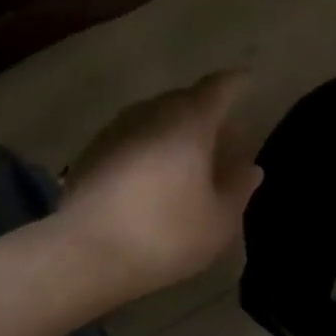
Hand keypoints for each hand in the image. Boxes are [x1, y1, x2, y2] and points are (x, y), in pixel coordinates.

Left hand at [58, 72, 262, 299]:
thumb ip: (238, 189)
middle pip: (184, 100)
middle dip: (206, 113)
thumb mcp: (218, 221)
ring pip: (154, 117)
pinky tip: (152, 176)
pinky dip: (148, 146)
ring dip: (174, 131)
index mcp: (189, 121)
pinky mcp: (91, 151)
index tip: (247, 83)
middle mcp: (150, 113)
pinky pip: (131, 137)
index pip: (219, 88)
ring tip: (188, 160)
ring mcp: (115, 129)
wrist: (86, 252)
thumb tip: (249, 168)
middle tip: (224, 139)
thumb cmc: (164, 234)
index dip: (236, 84)